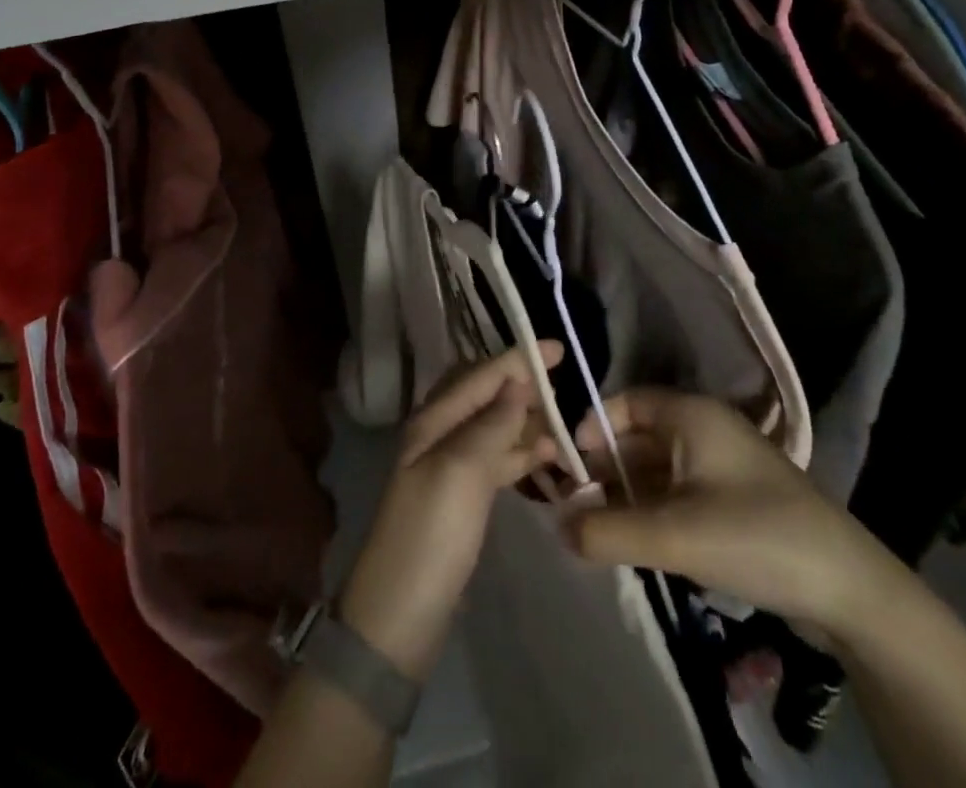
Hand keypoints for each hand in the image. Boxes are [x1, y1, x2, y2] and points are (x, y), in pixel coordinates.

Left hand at [337, 343, 564, 679]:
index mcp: (432, 421)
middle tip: (563, 383)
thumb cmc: (429, 536)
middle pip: (486, 396)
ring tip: (566, 420)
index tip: (557, 348)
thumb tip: (517, 382)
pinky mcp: (464, 498)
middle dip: (521, 384)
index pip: (479, 376)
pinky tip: (549, 456)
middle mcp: (440, 435)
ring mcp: (451, 468)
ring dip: (527, 419)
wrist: (399, 617)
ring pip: (495, 427)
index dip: (516, 359)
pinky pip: (498, 460)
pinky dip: (523, 453)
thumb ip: (490, 425)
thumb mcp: (461, 473)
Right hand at [565, 389, 915, 646]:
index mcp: (692, 415)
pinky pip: (681, 493)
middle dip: (606, 470)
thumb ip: (608, 530)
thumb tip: (557, 525)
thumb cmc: (756, 537)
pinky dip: (655, 511)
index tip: (567, 466)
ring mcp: (724, 465)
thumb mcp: (674, 536)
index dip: (593, 429)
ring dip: (629, 495)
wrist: (851, 590)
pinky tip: (640, 543)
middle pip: (640, 437)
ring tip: (600, 531)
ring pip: (660, 469)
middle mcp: (706, 429)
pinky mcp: (737, 501)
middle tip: (575, 508)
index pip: (626, 403)